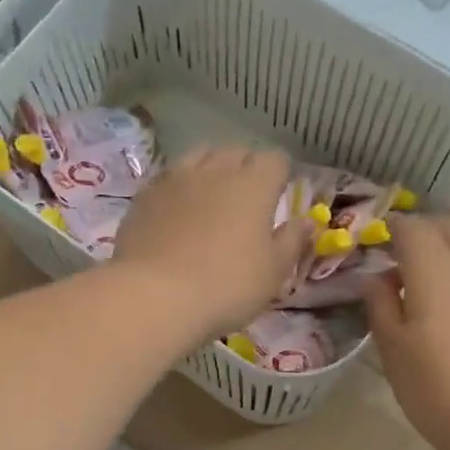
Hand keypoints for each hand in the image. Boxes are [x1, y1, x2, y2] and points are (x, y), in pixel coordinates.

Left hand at [112, 145, 306, 342]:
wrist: (153, 297)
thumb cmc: (226, 287)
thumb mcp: (273, 273)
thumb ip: (292, 242)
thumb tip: (306, 221)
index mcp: (254, 185)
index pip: (275, 160)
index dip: (280, 175)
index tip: (279, 194)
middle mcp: (215, 170)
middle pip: (236, 152)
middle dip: (246, 168)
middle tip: (247, 198)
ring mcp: (174, 179)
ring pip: (199, 157)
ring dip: (210, 170)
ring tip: (210, 197)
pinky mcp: (143, 197)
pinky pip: (168, 179)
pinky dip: (178, 188)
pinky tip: (176, 211)